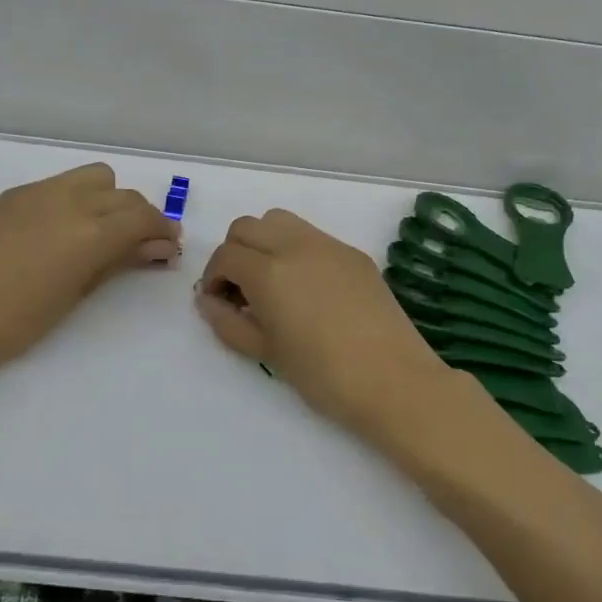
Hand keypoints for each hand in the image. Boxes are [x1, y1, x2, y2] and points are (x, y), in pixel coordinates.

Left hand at [0, 163, 180, 384]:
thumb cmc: (22, 321)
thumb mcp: (80, 291)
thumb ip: (122, 260)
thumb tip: (160, 247)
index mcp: (90, 232)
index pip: (143, 216)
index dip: (163, 229)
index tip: (169, 245)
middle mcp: (70, 201)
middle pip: (123, 195)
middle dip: (140, 216)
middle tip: (141, 243)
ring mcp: (39, 191)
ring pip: (95, 177)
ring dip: (110, 198)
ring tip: (102, 228)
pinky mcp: (15, 193)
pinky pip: (61, 184)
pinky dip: (76, 198)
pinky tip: (64, 228)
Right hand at [196, 209, 477, 456]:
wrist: (394, 381)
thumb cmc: (323, 375)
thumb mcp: (266, 353)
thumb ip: (229, 322)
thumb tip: (208, 301)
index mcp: (269, 271)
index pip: (225, 256)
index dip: (213, 278)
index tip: (219, 303)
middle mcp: (295, 245)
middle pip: (247, 227)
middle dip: (234, 254)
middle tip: (241, 291)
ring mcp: (329, 245)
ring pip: (279, 221)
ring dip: (264, 243)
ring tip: (272, 283)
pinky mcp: (354, 254)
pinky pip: (313, 236)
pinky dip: (295, 249)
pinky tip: (308, 288)